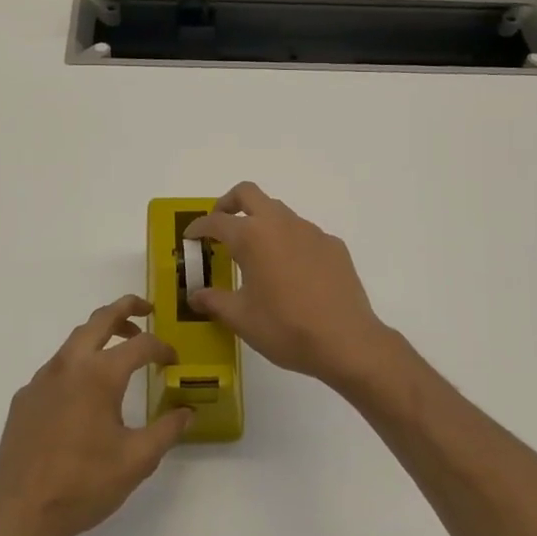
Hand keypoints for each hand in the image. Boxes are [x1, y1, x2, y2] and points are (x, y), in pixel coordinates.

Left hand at [0, 295, 191, 535]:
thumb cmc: (83, 484)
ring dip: (101, 334)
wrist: (18, 512)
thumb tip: (188, 411)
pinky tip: (85, 394)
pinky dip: (78, 364)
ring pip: (75, 339)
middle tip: (147, 310)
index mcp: (99, 374)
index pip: (140, 345)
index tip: (174, 361)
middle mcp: (69, 365)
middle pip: (100, 319)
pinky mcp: (25, 397)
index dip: (162, 348)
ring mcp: (42, 379)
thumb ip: (167, 430)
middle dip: (126, 308)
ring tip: (120, 349)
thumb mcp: (137, 460)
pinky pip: (57, 367)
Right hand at [184, 182, 397, 391]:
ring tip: (255, 254)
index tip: (190, 238)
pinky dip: (289, 242)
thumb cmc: (285, 328)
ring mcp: (311, 232)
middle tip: (220, 225)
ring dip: (261, 222)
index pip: (216, 221)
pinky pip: (304, 233)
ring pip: (279, 211)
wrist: (346, 341)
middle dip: (228, 203)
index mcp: (252, 237)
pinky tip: (291, 272)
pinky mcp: (333, 245)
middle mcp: (281, 224)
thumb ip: (214, 301)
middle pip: (248, 193)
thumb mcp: (241, 318)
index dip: (198, 227)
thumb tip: (195, 295)